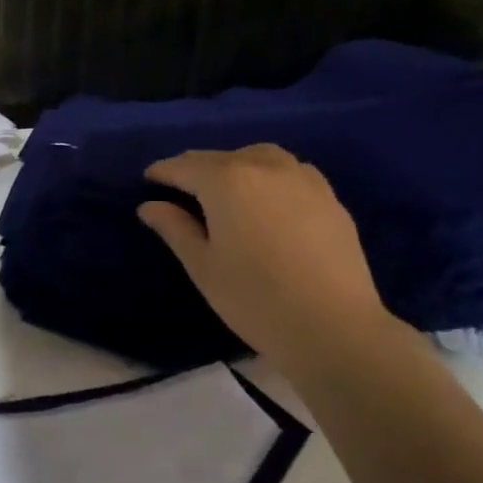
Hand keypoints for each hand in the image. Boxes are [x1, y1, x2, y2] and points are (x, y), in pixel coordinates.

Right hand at [138, 145, 394, 364]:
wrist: (333, 326)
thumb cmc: (254, 299)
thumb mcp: (203, 266)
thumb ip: (175, 228)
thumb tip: (150, 206)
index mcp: (227, 182)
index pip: (185, 167)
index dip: (163, 171)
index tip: (149, 177)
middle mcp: (265, 167)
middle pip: (222, 157)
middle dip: (196, 166)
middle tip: (180, 182)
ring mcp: (303, 179)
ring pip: (260, 156)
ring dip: (236, 164)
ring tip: (225, 185)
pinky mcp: (330, 198)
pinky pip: (292, 171)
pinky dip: (270, 174)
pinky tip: (269, 197)